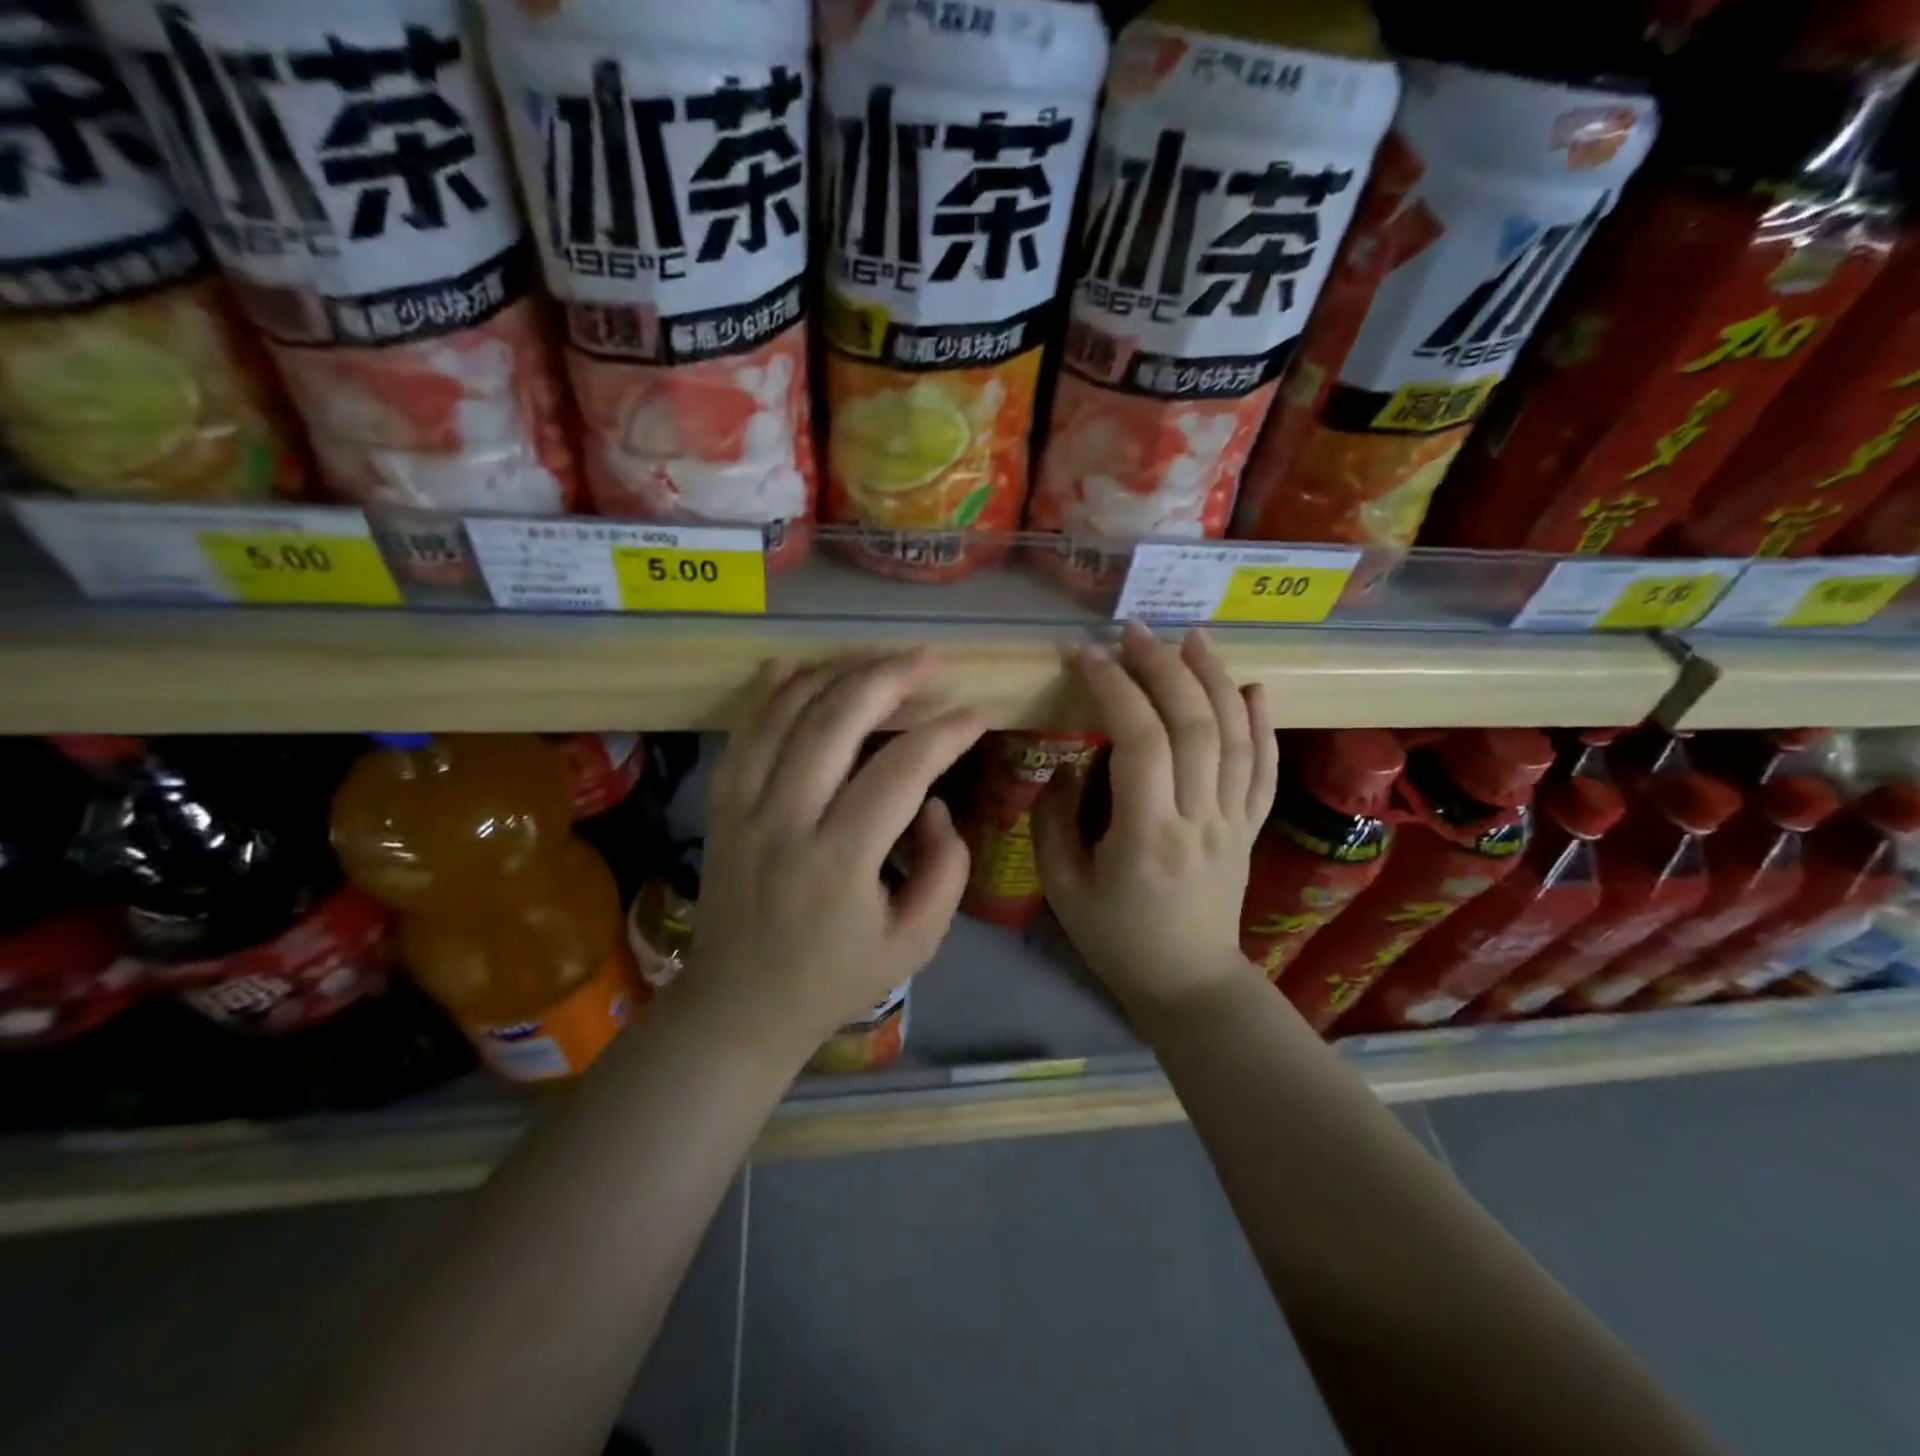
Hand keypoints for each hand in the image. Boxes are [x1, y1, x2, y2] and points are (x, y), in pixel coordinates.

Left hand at [688, 651, 983, 1056]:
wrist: (739, 1006)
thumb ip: (945, 869)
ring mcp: (744, 808)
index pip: (900, 772)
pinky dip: (769, 692)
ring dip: (835, 674)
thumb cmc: (834, 979)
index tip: (976, 715)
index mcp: (839, 861)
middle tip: (928, 659)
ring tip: (877, 657)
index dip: (944, 734)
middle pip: (836, 722)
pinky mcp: (721, 806)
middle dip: (888, 678)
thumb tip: (934, 803)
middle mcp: (785, 821)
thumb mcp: (915, 943)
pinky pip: (743, 732)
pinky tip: (796, 664)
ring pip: (786, 714)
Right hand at [1033, 624, 1277, 1020]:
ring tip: (1193, 638)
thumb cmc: (1116, 938)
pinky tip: (1254, 688)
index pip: (1139, 741)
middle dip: (1163, 668)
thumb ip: (1053, 820)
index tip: (1086, 655)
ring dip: (1215, 680)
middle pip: (1194, 725)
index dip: (1113, 688)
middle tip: (1135, 631)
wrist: (1188, 983)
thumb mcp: (1062, 887)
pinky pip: (1264, 769)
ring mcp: (1233, 821)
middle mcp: (1199, 818)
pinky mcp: (1250, 828)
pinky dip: (1263, 724)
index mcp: (1147, 834)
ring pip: (1236, 737)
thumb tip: (1070, 764)